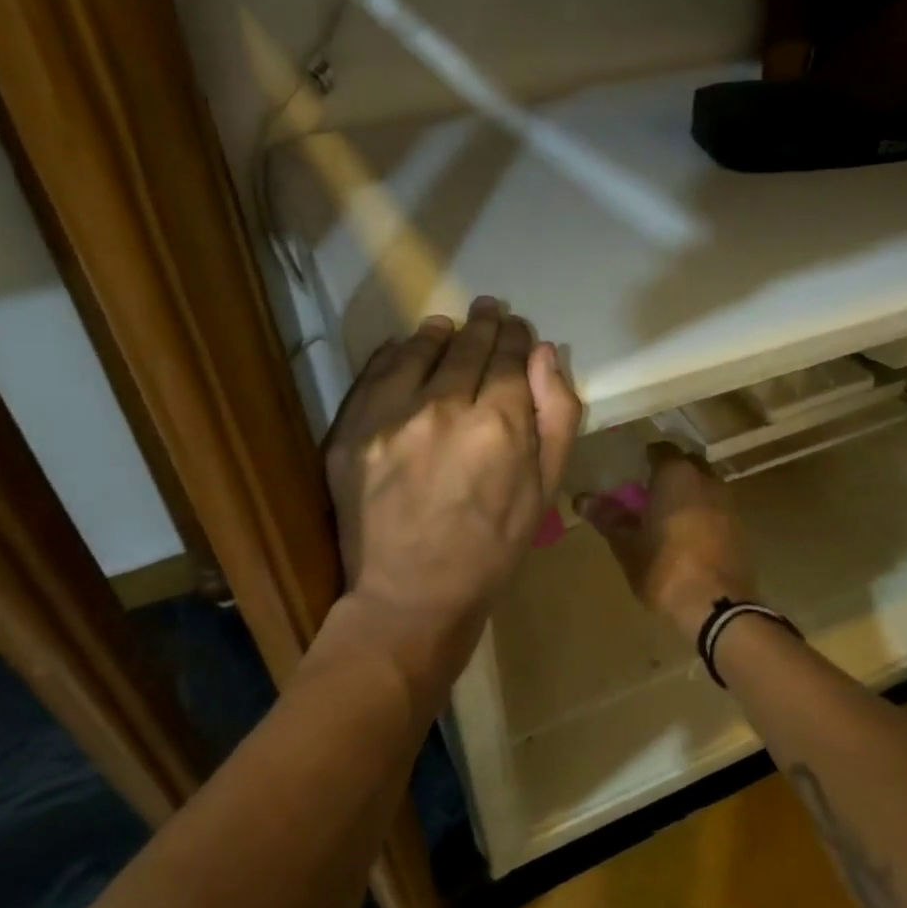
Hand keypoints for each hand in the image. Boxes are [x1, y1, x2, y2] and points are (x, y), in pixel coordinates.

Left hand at [322, 298, 579, 697]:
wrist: (412, 597)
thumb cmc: (492, 549)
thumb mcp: (545, 489)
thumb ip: (556, 415)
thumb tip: (546, 352)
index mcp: (497, 426)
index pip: (509, 356)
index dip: (516, 336)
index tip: (518, 328)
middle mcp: (441, 409)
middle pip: (466, 347)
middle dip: (484, 325)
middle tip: (489, 310)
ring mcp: (388, 419)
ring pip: (419, 350)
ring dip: (440, 334)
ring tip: (449, 327)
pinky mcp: (350, 433)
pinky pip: (376, 373)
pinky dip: (396, 354)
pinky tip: (408, 350)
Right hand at [575, 445, 758, 640]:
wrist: (716, 605)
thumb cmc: (664, 568)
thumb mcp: (627, 544)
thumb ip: (607, 517)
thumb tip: (581, 499)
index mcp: (676, 474)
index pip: (660, 450)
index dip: (645, 458)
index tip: (631, 472)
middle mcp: (706, 479)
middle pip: (685, 464)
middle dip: (668, 473)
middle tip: (646, 491)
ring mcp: (728, 502)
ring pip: (704, 485)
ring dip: (687, 493)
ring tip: (666, 514)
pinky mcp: (740, 526)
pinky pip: (716, 508)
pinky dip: (702, 512)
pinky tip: (687, 534)